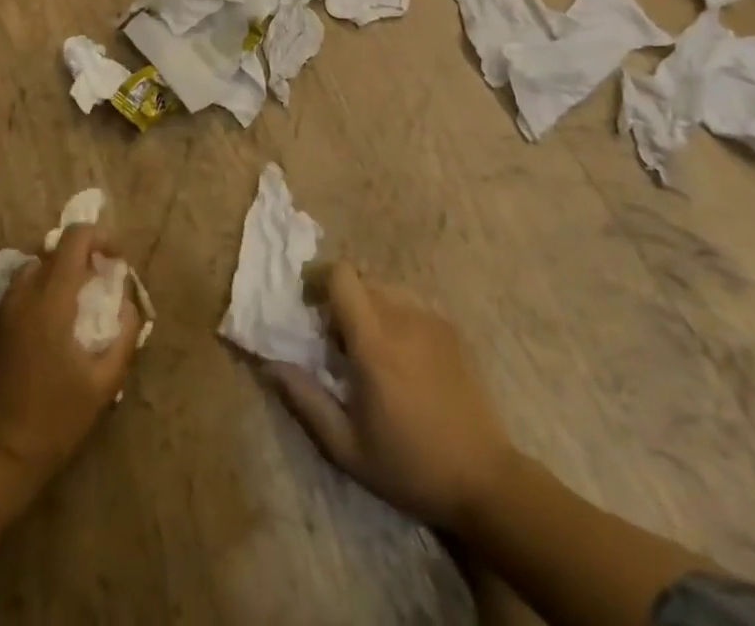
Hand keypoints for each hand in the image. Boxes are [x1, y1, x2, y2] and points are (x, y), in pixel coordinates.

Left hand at [0, 224, 141, 484]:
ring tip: (83, 298)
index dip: (101, 237)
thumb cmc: (57, 419)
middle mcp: (26, 293)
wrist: (0, 458)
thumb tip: (129, 302)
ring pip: (38, 265)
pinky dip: (45, 285)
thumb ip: (125, 334)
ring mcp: (8, 309)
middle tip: (105, 281)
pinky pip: (25, 286)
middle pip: (57, 248)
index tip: (118, 261)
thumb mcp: (104, 381)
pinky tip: (60, 320)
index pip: (75, 238)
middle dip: (85, 254)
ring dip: (63, 269)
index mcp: (52, 299)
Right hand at [268, 262, 513, 531]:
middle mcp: (403, 317)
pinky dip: (395, 316)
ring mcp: (431, 319)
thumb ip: (305, 400)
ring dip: (368, 306)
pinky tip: (401, 357)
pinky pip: (410, 304)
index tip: (310, 309)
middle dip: (341, 300)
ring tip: (369, 350)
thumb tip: (270, 365)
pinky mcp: (450, 329)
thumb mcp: (347, 447)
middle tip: (336, 341)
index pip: (341, 275)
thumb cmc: (409, 467)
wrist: (485, 480)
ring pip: (386, 289)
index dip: (319, 280)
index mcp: (374, 342)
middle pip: (361, 280)